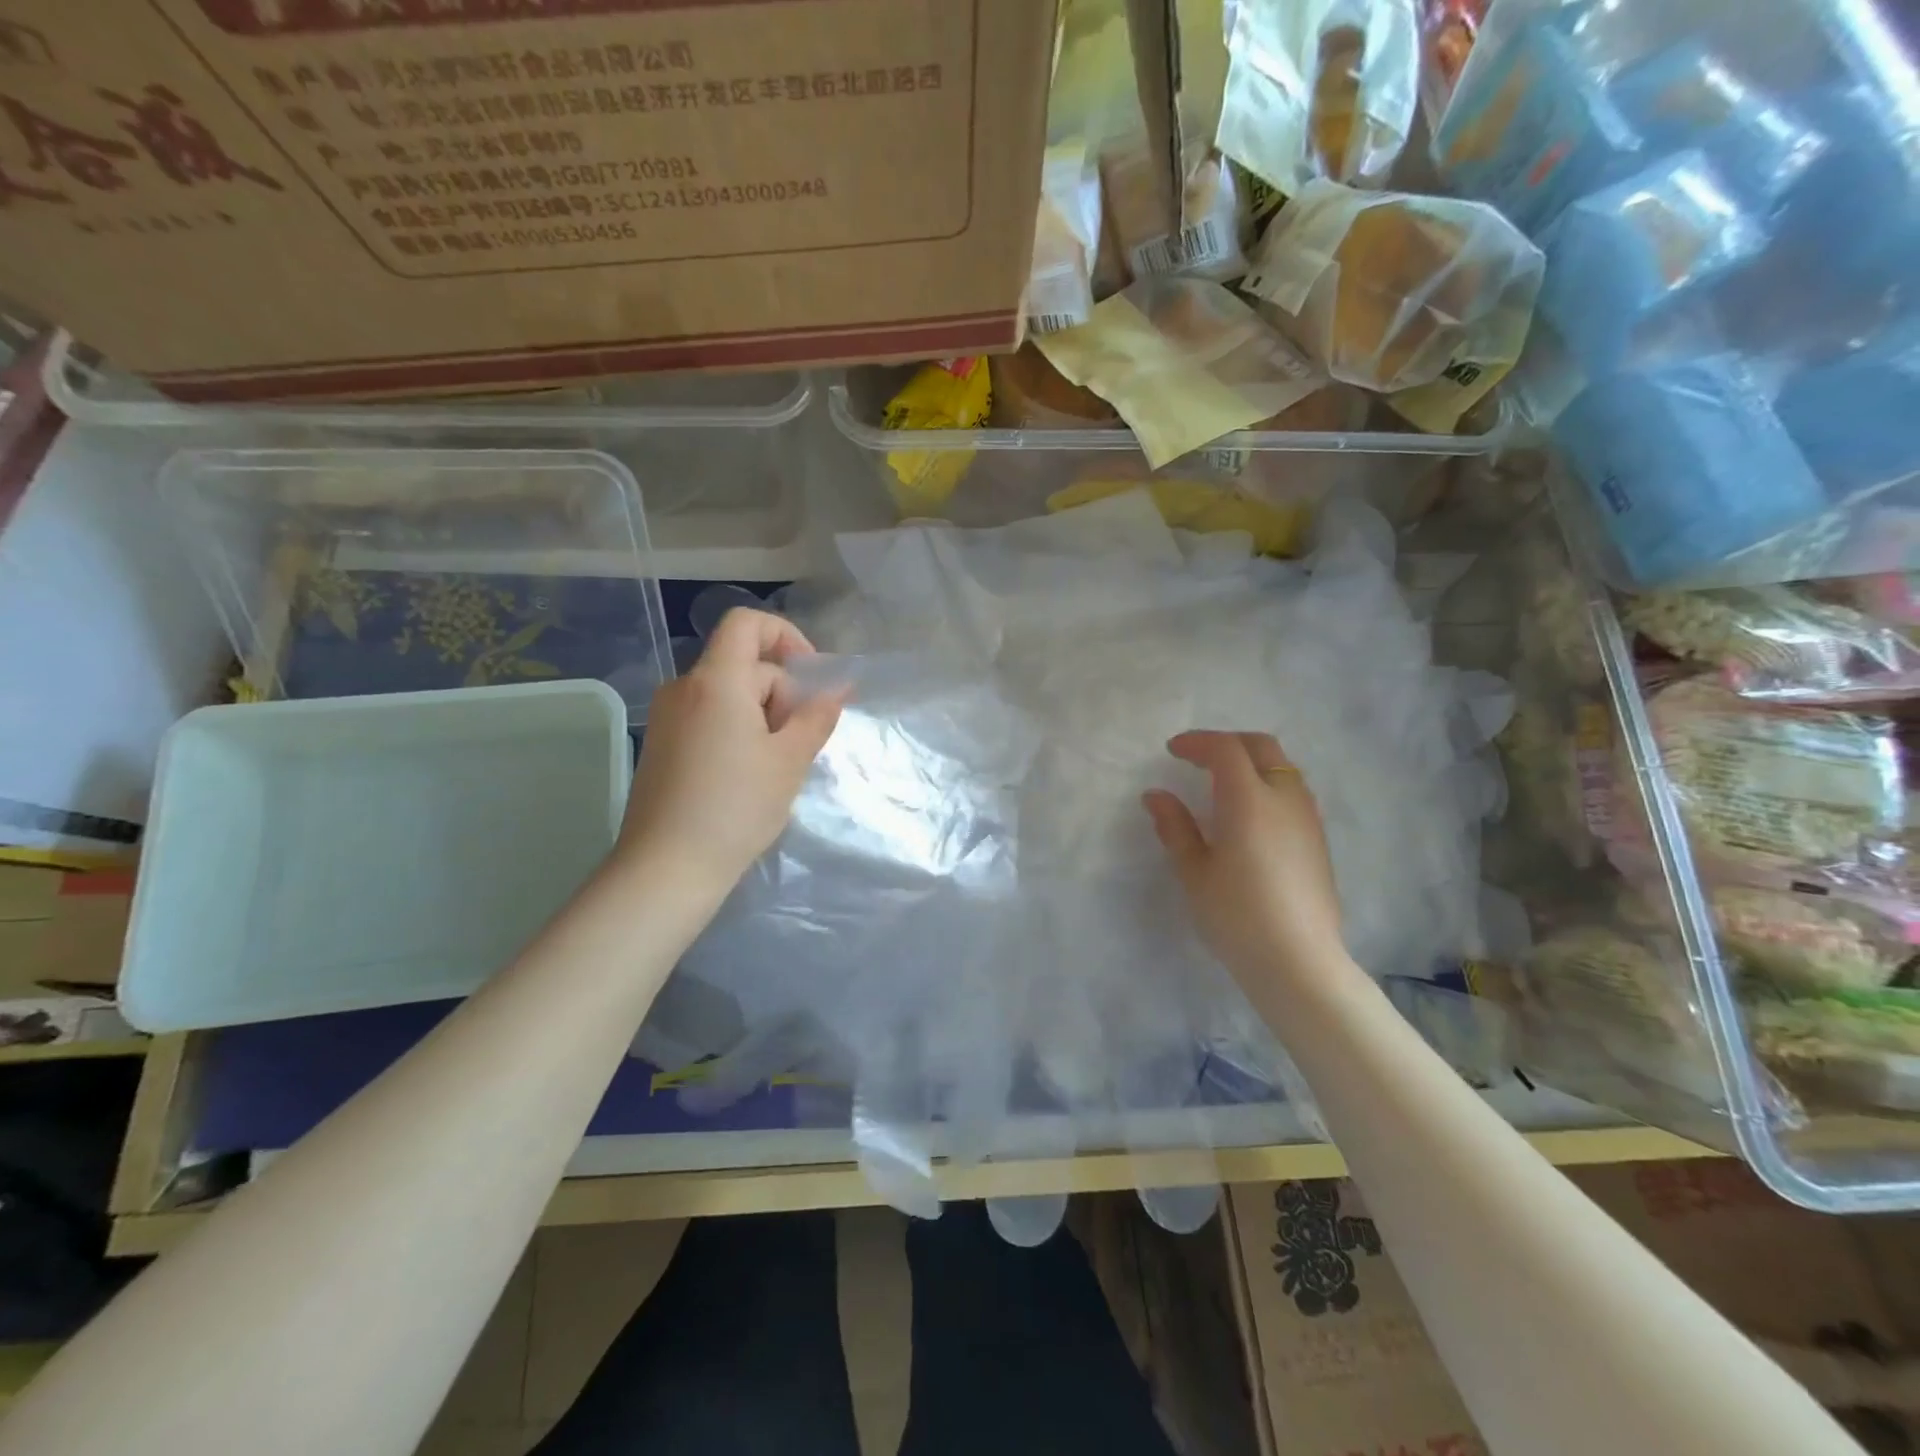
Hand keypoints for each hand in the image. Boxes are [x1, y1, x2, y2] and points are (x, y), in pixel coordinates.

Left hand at [620, 608, 843, 891]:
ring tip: (777, 767)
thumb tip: (840, 687)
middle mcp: (684, 688)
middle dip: (782, 694)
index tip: (811, 677)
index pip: (747, 623)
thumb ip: (817, 716)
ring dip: (763, 717)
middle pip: (745, 666)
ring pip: (729, 695)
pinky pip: (709, 718)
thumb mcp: (789, 760)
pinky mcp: (662, 745)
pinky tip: (748, 777)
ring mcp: (667, 717)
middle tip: (799, 745)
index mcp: (716, 681)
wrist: (666, 868)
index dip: (786, 636)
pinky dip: (738, 731)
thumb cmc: (736, 808)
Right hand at [1143, 731, 1350, 997]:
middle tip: (1199, 758)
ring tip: (1223, 784)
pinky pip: (1293, 792)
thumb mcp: (1194, 872)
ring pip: (1282, 768)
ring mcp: (1308, 819)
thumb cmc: (1236, 916)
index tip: (1173, 751)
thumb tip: (1157, 796)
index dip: (1197, 742)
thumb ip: (1175, 827)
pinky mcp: (1318, 841)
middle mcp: (1285, 799)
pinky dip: (1268, 785)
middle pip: (1261, 747)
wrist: (1298, 962)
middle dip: (1228, 743)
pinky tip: (1250, 815)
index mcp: (1249, 801)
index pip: (1225, 749)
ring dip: (1251, 763)